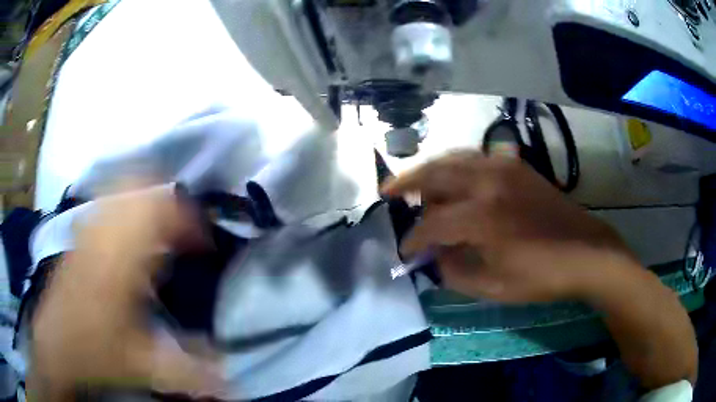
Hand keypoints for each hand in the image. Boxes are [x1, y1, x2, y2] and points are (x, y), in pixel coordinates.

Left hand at [29, 184, 220, 399]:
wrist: (56, 346)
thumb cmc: (95, 351)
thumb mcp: (142, 365)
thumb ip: (186, 369)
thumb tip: (229, 375)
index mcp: (119, 263)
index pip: (158, 216)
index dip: (187, 222)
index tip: (204, 243)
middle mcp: (102, 236)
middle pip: (138, 189)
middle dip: (166, 201)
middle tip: (183, 228)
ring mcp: (87, 232)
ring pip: (119, 189)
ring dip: (145, 199)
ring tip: (161, 226)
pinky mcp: (79, 237)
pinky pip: (104, 203)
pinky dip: (124, 204)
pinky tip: (129, 230)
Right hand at [383, 151, 696, 389]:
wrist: (586, 251)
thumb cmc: (542, 276)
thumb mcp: (494, 287)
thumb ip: (455, 272)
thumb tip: (434, 257)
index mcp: (482, 217)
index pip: (431, 224)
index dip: (413, 239)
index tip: (405, 251)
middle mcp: (488, 183)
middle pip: (434, 175)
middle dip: (405, 185)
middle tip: (388, 195)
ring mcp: (503, 167)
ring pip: (453, 158)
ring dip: (429, 169)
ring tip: (413, 182)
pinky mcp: (516, 165)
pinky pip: (475, 156)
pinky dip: (455, 164)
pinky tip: (451, 176)